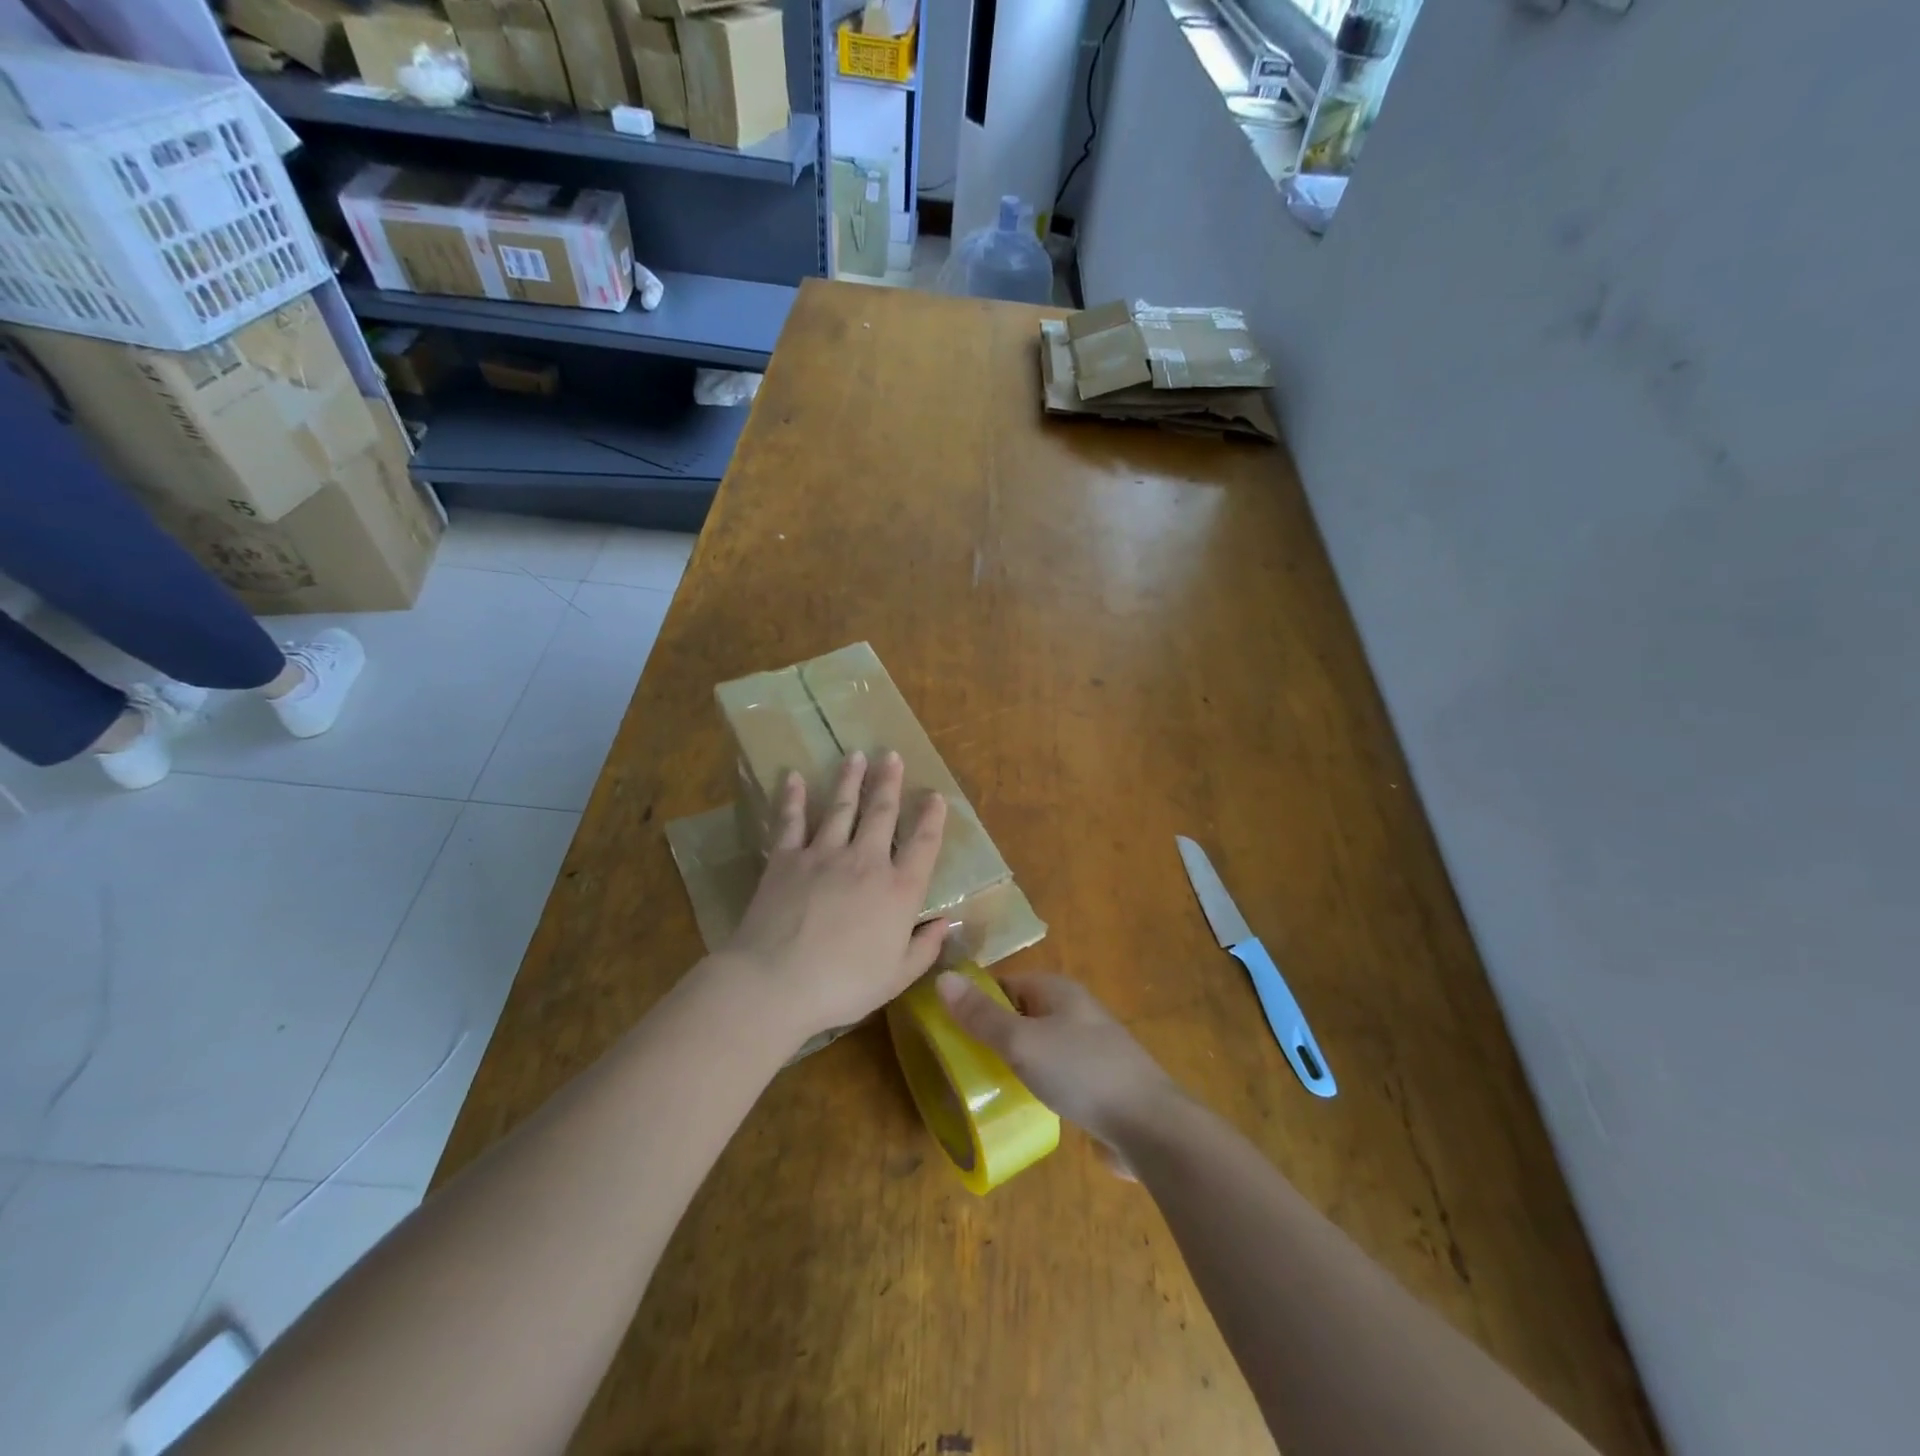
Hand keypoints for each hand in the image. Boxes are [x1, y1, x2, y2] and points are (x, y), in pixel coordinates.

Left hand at [719, 750, 948, 1044]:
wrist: (776, 982)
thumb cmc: (843, 986)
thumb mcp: (897, 977)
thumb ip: (924, 948)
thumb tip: (945, 924)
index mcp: (898, 890)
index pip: (923, 843)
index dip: (932, 817)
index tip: (935, 796)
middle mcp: (866, 861)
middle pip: (882, 812)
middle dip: (889, 782)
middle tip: (892, 755)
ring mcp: (824, 854)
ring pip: (842, 806)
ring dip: (850, 779)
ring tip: (856, 755)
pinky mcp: (786, 858)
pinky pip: (791, 820)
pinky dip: (794, 797)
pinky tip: (795, 777)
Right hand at [935, 971, 1177, 1148]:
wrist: (1150, 1126)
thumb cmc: (1082, 1072)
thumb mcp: (1022, 1041)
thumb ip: (981, 1015)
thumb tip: (943, 977)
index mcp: (1057, 990)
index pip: (1005, 983)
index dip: (976, 1000)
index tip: (946, 1026)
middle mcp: (1074, 1011)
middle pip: (1021, 1014)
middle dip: (992, 1034)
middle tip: (959, 1060)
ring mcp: (1089, 1047)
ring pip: (1038, 1046)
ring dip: (1013, 1061)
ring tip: (982, 1085)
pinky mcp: (1097, 1083)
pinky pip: (1055, 1074)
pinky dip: (1035, 1083)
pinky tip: (1021, 1105)